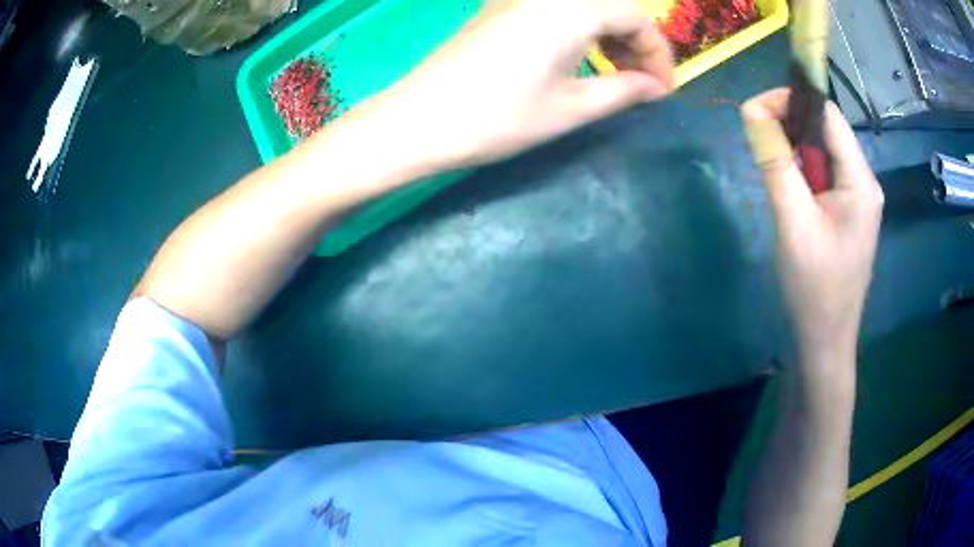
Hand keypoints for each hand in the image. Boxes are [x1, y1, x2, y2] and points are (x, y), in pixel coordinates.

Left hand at [369, 0, 674, 168]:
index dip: (658, 55)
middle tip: (641, 84)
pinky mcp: (500, 8)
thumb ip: (624, 91)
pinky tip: (580, 59)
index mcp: (572, 8)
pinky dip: (579, 30)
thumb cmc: (500, 117)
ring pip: (584, 7)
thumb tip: (655, 87)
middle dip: (635, 43)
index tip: (663, 91)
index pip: (636, 18)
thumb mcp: (572, 108)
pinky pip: (556, 11)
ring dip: (608, 35)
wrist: (420, 120)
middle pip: (611, 7)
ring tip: (615, 74)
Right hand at [741, 89, 883, 370]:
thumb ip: (775, 162)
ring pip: (824, 152)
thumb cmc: (813, 287)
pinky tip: (786, 182)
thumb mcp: (792, 221)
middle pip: (827, 130)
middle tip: (755, 134)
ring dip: (794, 146)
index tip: (754, 110)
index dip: (791, 101)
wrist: (824, 341)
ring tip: (767, 158)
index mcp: (860, 181)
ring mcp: (858, 199)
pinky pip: (824, 174)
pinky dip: (802, 168)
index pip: (828, 115)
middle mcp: (864, 182)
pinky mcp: (848, 213)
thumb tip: (751, 110)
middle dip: (790, 122)